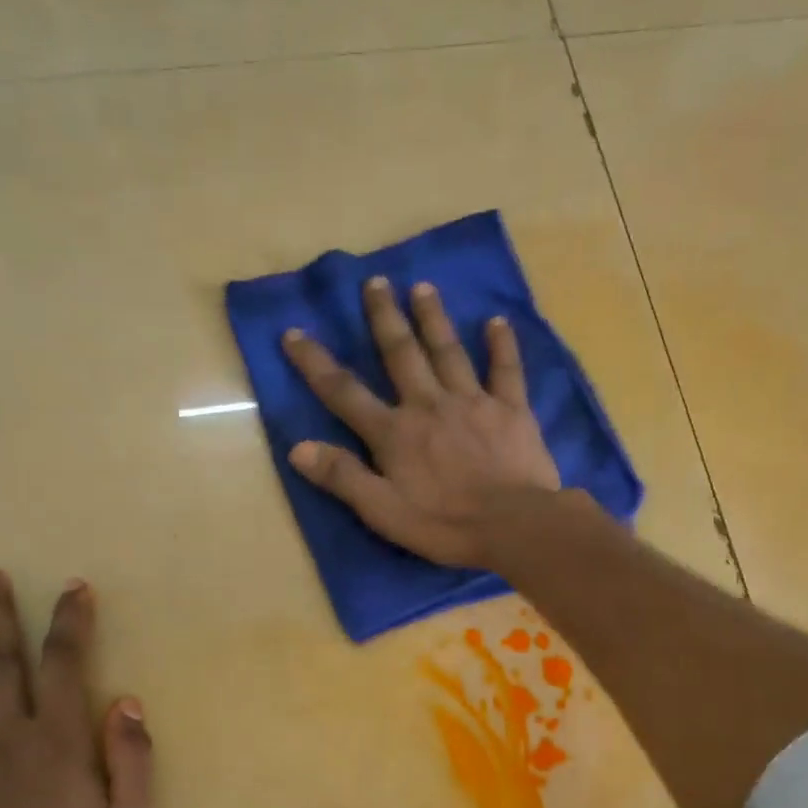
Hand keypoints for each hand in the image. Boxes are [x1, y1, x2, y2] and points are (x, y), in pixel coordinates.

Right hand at [282, 276, 559, 568]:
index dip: (315, 363)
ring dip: (433, 318)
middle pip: (401, 354)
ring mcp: (473, 402)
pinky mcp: (512, 410)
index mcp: (394, 433)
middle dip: (384, 318)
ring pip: (448, 351)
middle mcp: (429, 405)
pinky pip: (506, 370)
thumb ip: (342, 477)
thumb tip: (297, 448)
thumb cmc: (444, 525)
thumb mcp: (382, 511)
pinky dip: (501, 345)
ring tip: (423, 288)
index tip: (294, 332)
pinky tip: (497, 322)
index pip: (345, 392)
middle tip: (375, 282)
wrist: (513, 525)